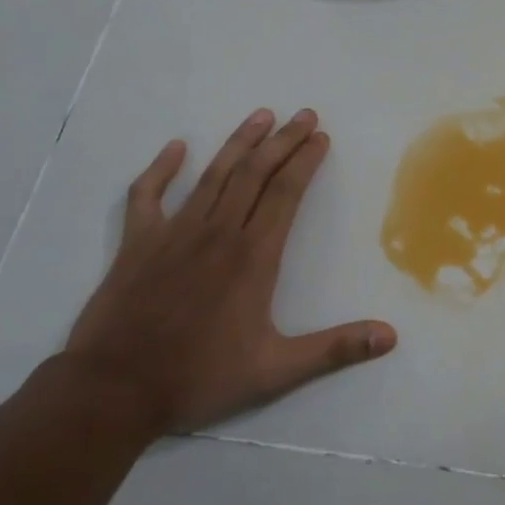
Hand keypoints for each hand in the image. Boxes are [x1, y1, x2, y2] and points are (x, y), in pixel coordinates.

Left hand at [64, 108, 396, 436]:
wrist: (113, 390)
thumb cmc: (199, 377)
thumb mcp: (276, 371)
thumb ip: (335, 348)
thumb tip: (391, 337)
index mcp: (253, 257)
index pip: (286, 194)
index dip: (306, 162)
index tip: (321, 137)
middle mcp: (218, 233)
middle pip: (255, 174)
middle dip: (283, 141)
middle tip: (304, 114)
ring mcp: (173, 233)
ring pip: (213, 176)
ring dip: (239, 143)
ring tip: (261, 115)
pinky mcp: (137, 243)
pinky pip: (147, 195)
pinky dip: (161, 169)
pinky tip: (176, 148)